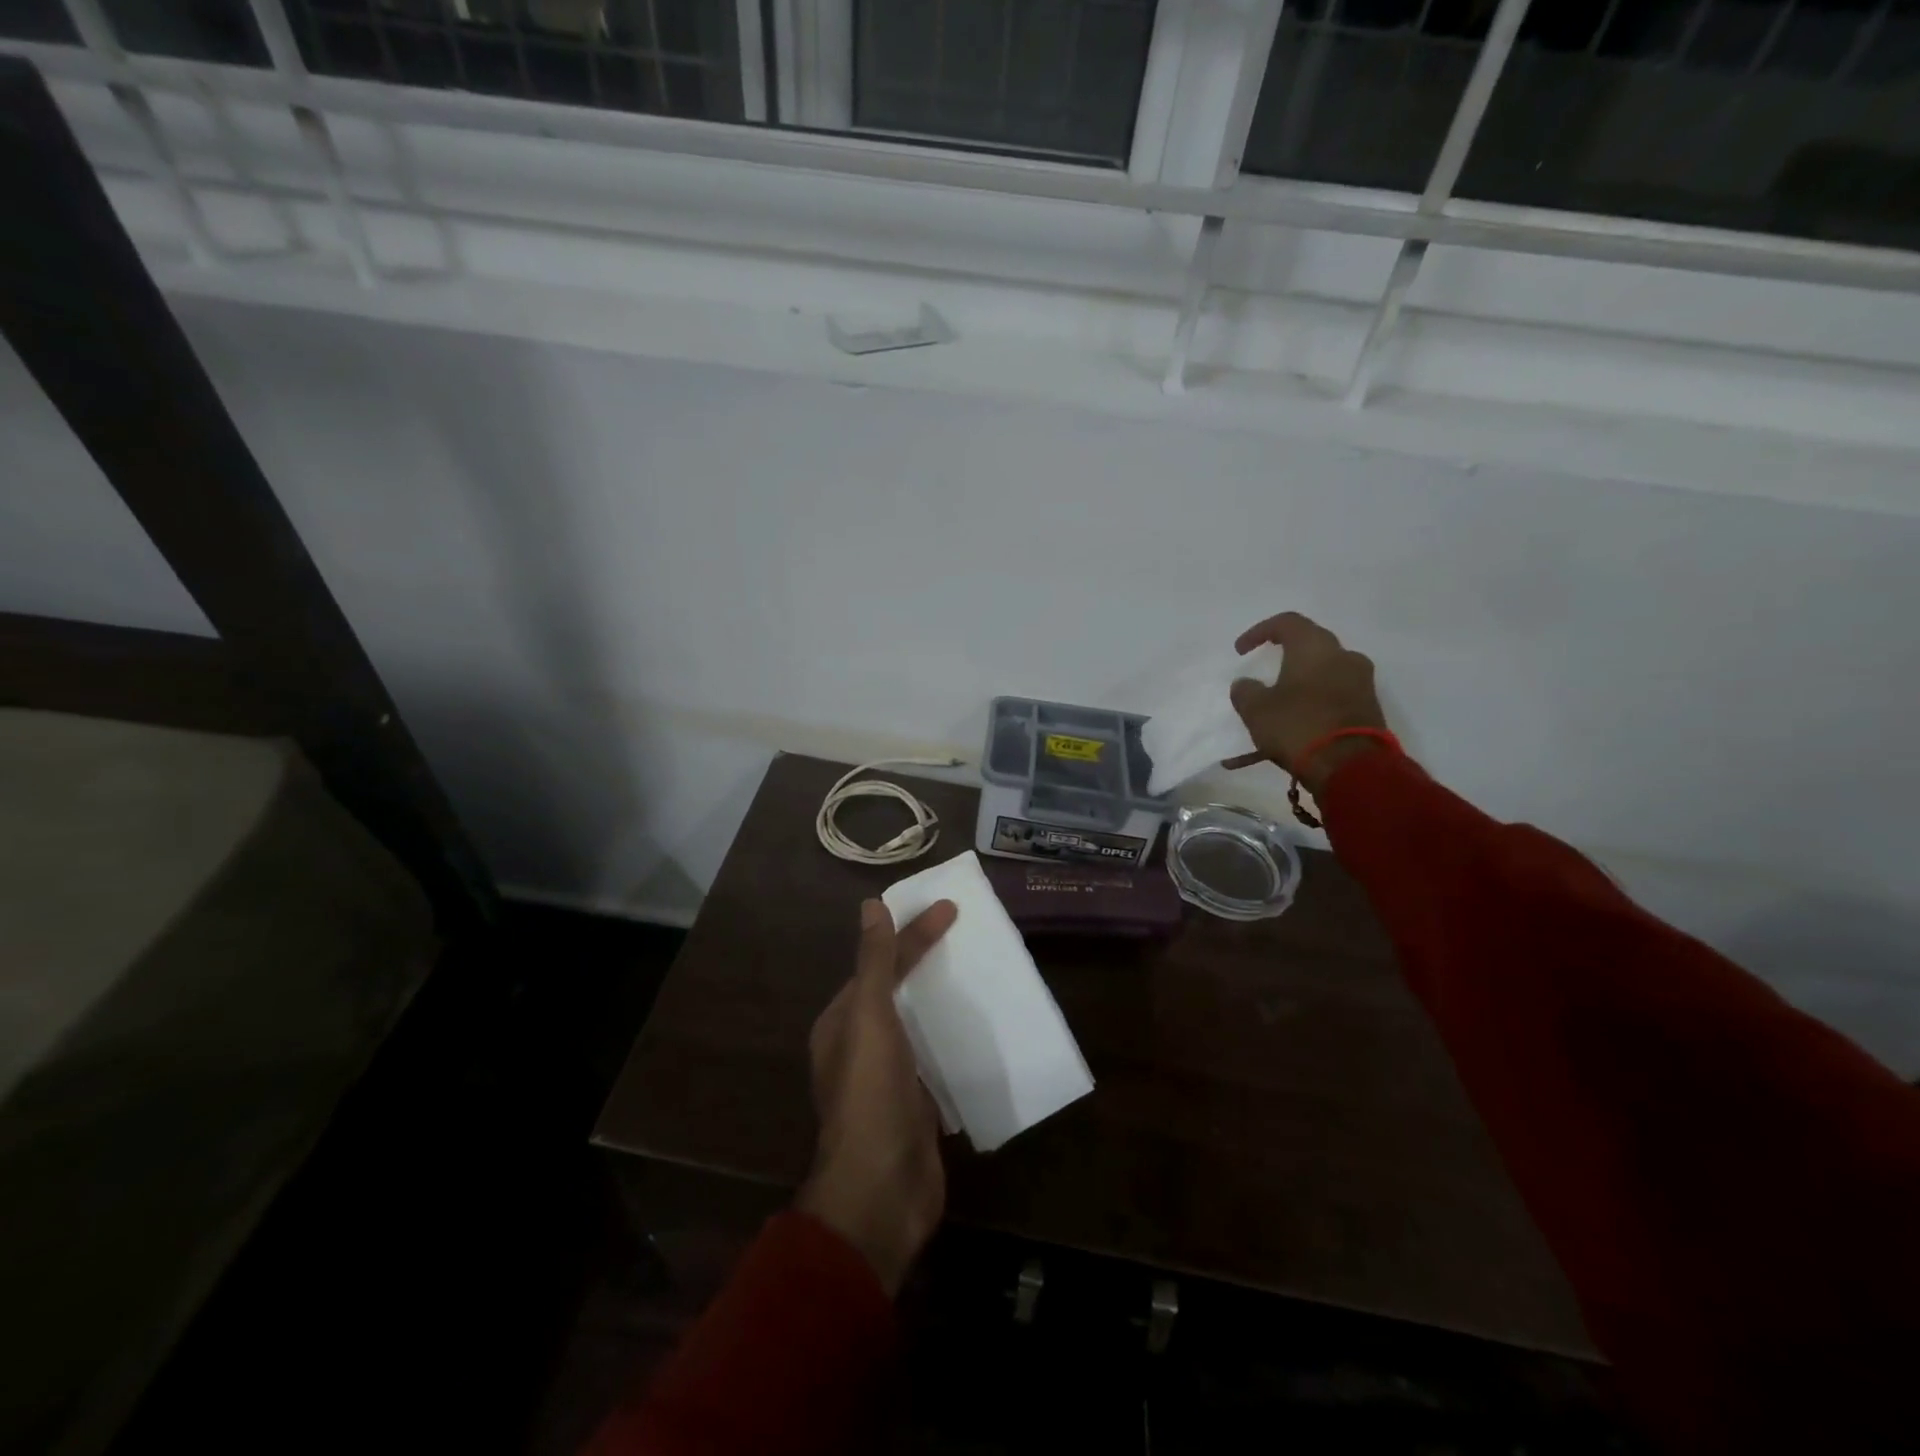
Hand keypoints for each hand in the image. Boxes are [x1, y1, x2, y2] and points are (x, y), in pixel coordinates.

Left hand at [797, 897, 957, 1295]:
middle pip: (897, 992)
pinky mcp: (917, 1105)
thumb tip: (870, 906)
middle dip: (927, 964)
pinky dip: (955, 1038)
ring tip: (983, 975)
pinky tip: (984, 1029)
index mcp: (842, 1023)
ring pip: (918, 1025)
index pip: (879, 964)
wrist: (882, 1193)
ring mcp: (889, 1079)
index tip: (951, 909)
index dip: (911, 935)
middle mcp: (861, 1047)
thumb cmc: (871, 1096)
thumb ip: (873, 964)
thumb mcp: (870, 1019)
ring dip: (943, 1001)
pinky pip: (936, 1059)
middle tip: (970, 938)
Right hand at [1224, 611, 1388, 793]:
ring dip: (1294, 688)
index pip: (1287, 623)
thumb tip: (1246, 684)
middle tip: (1262, 671)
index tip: (1240, 651)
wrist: (1351, 767)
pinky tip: (1284, 733)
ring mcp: (1359, 684)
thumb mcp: (1257, 710)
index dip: (1259, 632)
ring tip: (1270, 710)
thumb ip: (1246, 691)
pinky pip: (1329, 700)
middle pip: (1308, 647)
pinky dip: (1307, 709)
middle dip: (1282, 658)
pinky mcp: (1366, 709)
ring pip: (1319, 677)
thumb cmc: (1298, 726)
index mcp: (1315, 648)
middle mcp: (1343, 657)